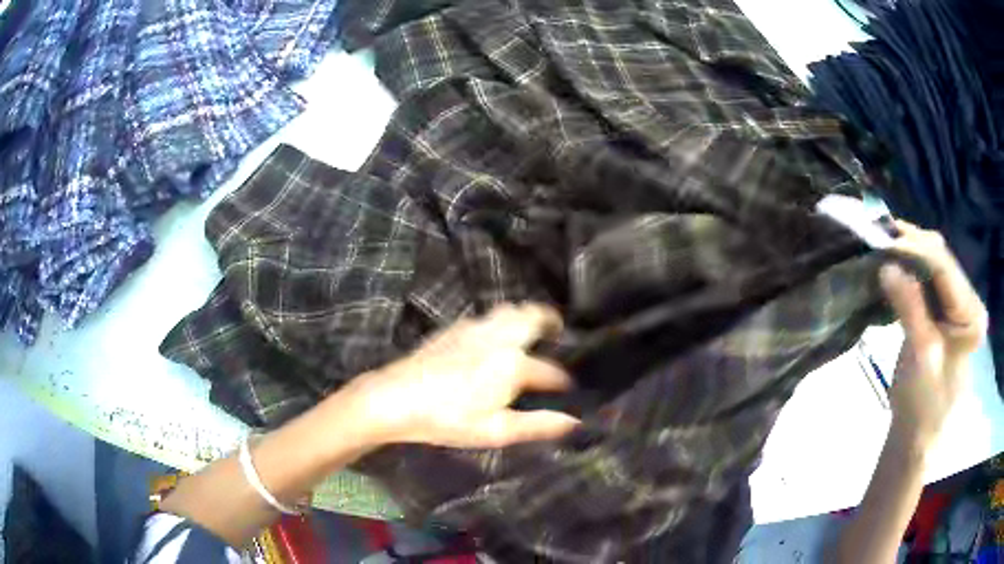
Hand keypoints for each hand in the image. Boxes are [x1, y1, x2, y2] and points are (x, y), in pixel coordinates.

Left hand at [338, 303, 580, 448]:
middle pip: (532, 317)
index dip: (562, 381)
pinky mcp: (452, 329)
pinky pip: (486, 316)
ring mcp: (473, 329)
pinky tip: (491, 337)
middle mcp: (498, 338)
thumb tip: (575, 422)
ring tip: (529, 331)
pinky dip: (500, 320)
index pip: (549, 371)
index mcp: (512, 364)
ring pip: (508, 310)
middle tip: (558, 333)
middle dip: (550, 321)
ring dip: (525, 315)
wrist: (395, 398)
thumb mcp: (496, 430)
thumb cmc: (448, 419)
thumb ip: (538, 424)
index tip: (568, 388)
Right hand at [880, 221, 987, 451]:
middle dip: (910, 245)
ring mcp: (956, 304)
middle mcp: (968, 300)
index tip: (883, 238)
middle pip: (940, 259)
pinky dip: (907, 269)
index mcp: (971, 313)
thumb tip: (886, 264)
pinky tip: (892, 265)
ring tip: (880, 246)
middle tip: (878, 237)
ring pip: (932, 264)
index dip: (915, 248)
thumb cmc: (923, 405)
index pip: (945, 267)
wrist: (917, 435)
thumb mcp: (920, 356)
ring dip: (907, 254)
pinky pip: (926, 279)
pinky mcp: (943, 310)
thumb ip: (910, 308)